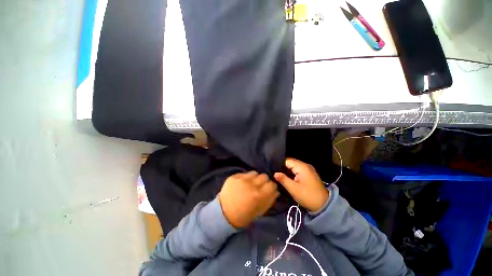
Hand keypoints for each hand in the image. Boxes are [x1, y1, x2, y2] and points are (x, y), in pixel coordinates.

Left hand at [219, 172, 278, 227]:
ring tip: (251, 184)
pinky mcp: (234, 176)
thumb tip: (276, 192)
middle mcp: (251, 185)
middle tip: (260, 187)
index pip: (272, 185)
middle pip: (264, 176)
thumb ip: (269, 201)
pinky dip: (247, 177)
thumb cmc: (243, 216)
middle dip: (264, 182)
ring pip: (255, 173)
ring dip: (255, 178)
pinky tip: (243, 183)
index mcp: (258, 195)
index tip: (269, 190)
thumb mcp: (259, 212)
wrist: (223, 213)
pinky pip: (245, 173)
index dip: (272, 187)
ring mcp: (241, 179)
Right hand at [274, 158, 329, 211]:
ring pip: (294, 166)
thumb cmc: (307, 196)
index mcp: (302, 167)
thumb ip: (283, 179)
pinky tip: (287, 176)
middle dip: (282, 167)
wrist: (324, 205)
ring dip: (287, 170)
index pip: (287, 161)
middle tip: (274, 172)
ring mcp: (308, 169)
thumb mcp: (293, 189)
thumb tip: (275, 173)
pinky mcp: (309, 173)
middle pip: (290, 162)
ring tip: (278, 174)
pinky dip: (292, 172)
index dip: (279, 164)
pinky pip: (298, 169)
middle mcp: (305, 165)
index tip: (272, 169)